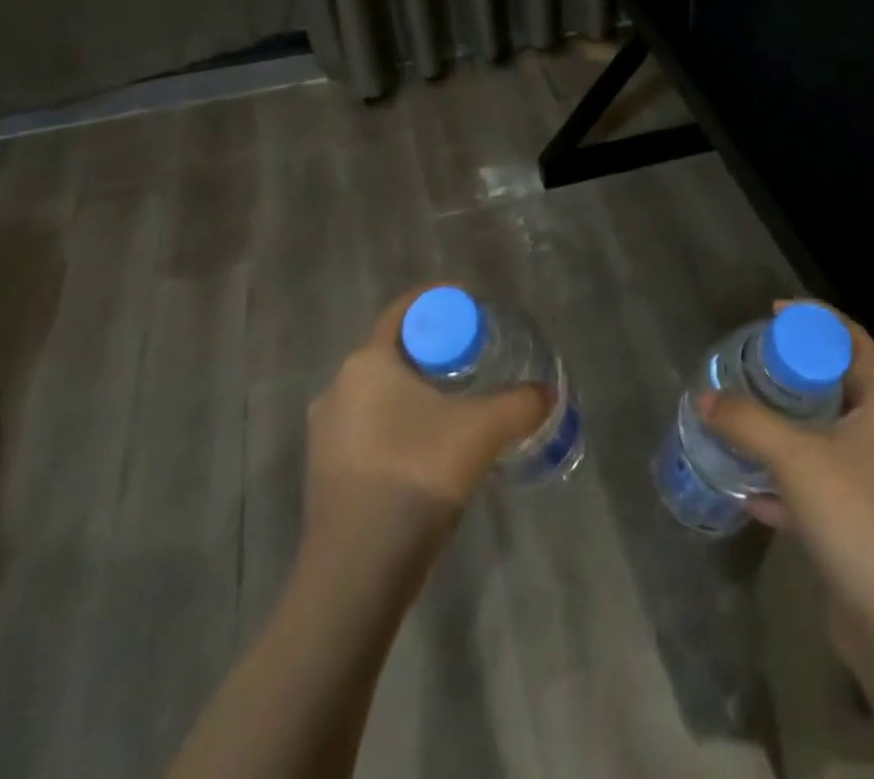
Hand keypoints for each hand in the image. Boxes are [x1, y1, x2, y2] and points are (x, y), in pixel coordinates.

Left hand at [305, 290, 548, 535]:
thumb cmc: (416, 475)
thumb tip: (547, 394)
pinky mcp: (325, 471)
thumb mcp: (482, 432)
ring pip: (380, 392)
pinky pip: (369, 427)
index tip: (474, 311)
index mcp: (367, 361)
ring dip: (416, 392)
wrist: (356, 571)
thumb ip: (520, 404)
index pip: (405, 311)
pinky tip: (428, 450)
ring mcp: (326, 432)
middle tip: (474, 361)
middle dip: (434, 351)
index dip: (441, 302)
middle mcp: (338, 386)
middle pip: (394, 351)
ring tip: (456, 407)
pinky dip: (400, 425)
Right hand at [699, 303, 873, 662]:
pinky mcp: (863, 520)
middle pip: (837, 383)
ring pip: (825, 434)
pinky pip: (819, 479)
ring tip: (740, 412)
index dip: (814, 320)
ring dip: (785, 424)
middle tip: (749, 362)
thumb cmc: (860, 520)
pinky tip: (748, 484)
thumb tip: (702, 397)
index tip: (771, 312)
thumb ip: (746, 421)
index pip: (853, 339)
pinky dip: (786, 475)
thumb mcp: (796, 458)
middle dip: (792, 372)